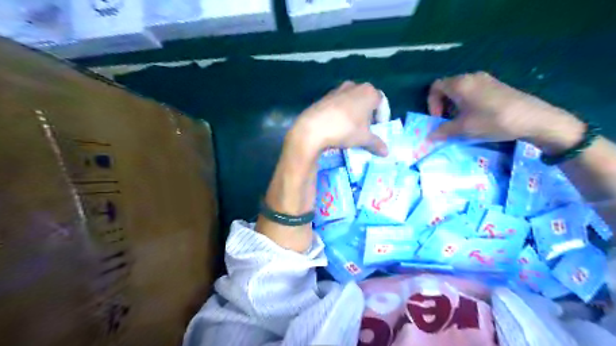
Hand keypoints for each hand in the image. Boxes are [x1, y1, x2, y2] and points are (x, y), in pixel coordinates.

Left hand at [287, 81, 386, 156]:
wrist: (313, 128)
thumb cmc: (345, 130)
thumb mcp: (364, 139)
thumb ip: (376, 143)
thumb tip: (386, 153)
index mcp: (369, 92)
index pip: (382, 103)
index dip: (383, 117)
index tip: (379, 129)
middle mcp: (355, 86)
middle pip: (367, 100)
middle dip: (369, 115)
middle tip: (366, 129)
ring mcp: (338, 89)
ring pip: (353, 101)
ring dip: (355, 113)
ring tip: (352, 128)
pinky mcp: (325, 96)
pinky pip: (339, 104)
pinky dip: (342, 113)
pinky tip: (338, 125)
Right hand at [426, 71, 582, 151]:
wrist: (532, 118)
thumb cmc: (492, 120)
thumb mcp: (463, 128)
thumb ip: (443, 131)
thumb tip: (429, 137)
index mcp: (460, 84)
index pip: (435, 87)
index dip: (432, 103)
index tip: (439, 118)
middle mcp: (471, 77)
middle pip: (447, 87)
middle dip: (443, 105)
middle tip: (448, 121)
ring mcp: (485, 80)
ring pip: (460, 90)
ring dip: (455, 105)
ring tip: (461, 121)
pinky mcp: (496, 86)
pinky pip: (473, 91)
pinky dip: (467, 103)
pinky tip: (476, 117)